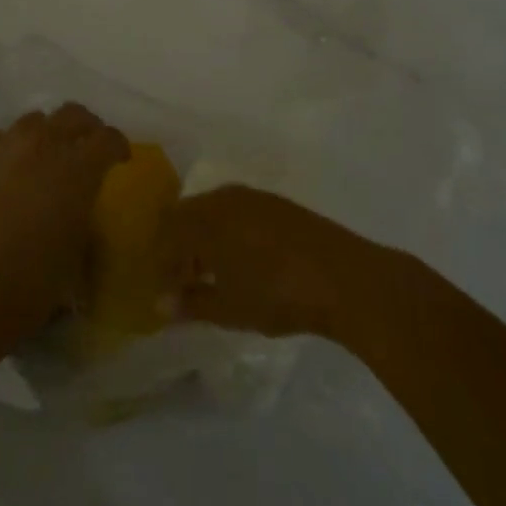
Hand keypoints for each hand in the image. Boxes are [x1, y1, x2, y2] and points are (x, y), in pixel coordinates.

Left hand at [0, 104, 128, 343]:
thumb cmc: (32, 283)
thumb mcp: (77, 253)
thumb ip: (84, 219)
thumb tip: (82, 212)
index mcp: (78, 168)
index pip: (107, 139)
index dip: (118, 145)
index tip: (121, 159)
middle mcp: (44, 145)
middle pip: (72, 115)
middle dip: (86, 128)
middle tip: (89, 148)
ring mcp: (5, 147)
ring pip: (34, 120)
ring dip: (48, 132)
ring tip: (47, 156)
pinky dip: (11, 146)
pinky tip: (9, 167)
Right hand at [164, 186, 382, 339]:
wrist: (344, 278)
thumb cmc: (276, 294)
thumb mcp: (229, 308)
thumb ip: (191, 303)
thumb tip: (162, 305)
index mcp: (204, 218)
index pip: (166, 233)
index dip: (161, 263)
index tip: (164, 292)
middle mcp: (223, 198)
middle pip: (186, 215)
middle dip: (179, 246)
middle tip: (183, 282)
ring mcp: (253, 197)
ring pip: (212, 211)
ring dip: (204, 238)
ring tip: (212, 274)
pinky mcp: (277, 204)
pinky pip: (237, 212)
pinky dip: (228, 232)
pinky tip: (242, 261)